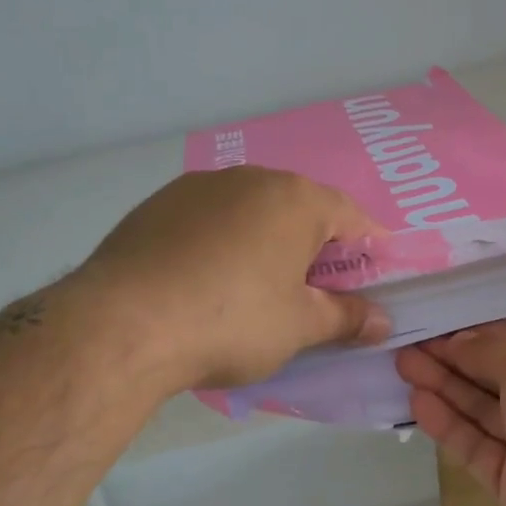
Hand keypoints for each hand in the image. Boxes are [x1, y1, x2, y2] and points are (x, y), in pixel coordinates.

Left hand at [82, 167, 389, 391]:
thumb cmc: (232, 321)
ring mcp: (198, 187)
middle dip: (316, 246)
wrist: (122, 325)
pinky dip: (223, 243)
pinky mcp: (157, 205)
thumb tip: (383, 321)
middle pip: (300, 209)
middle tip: (318, 290)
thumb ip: (346, 318)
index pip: (351, 217)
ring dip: (267, 242)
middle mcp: (250, 179)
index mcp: (295, 199)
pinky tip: (209, 281)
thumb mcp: (299, 327)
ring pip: (251, 211)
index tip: (375, 277)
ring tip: (260, 287)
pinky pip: (210, 220)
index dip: (369, 248)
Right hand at [397, 323, 505, 505]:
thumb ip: (494, 351)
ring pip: (485, 410)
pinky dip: (450, 425)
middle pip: (502, 375)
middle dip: (458, 358)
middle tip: (410, 344)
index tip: (442, 324)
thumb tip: (459, 342)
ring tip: (403, 365)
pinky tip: (418, 403)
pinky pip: (477, 446)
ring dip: (447, 387)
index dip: (485, 333)